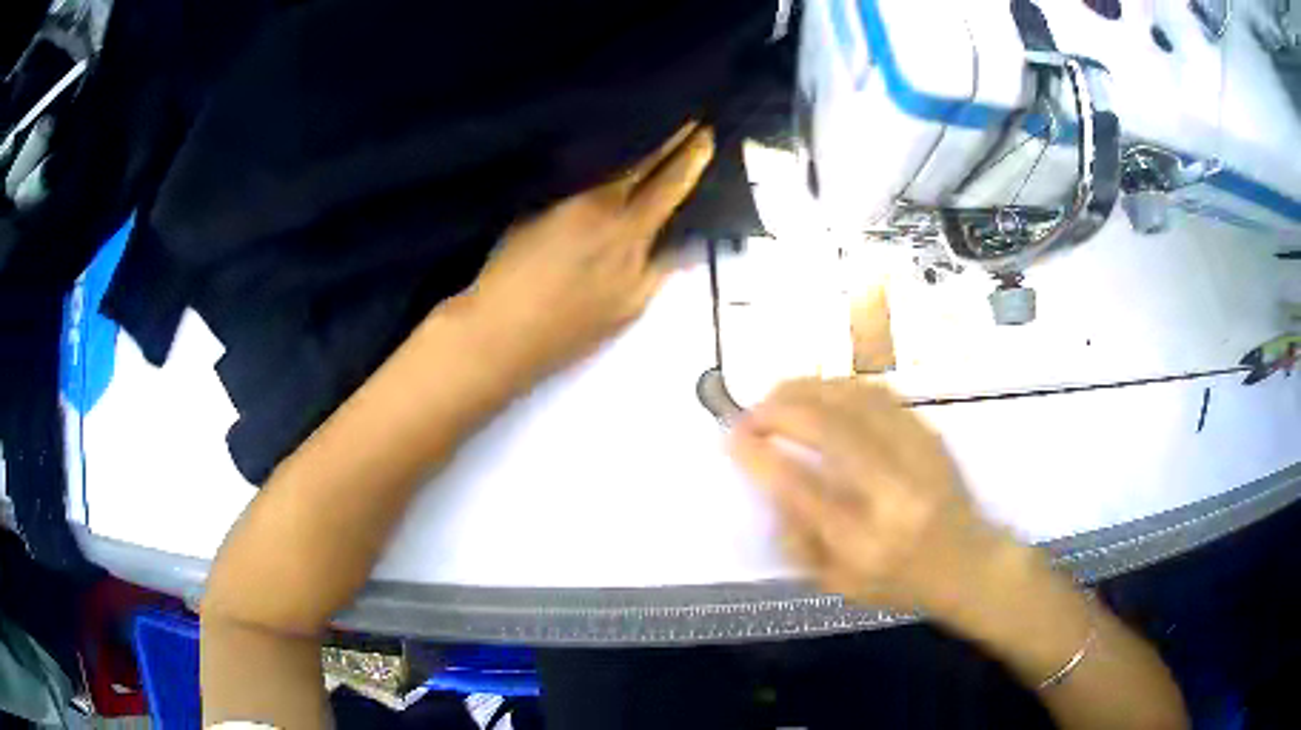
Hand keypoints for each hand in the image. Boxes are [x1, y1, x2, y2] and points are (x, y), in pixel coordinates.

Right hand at [463, 122, 713, 381]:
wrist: (500, 343)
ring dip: (675, 209)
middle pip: (674, 188)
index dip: (673, 137)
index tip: (690, 120)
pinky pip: (657, 269)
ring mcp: (640, 276)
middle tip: (706, 136)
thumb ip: (572, 193)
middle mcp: (630, 237)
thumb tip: (598, 176)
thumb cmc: (502, 273)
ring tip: (678, 190)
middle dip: (694, 157)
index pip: (647, 159)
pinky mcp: (637, 307)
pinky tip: (646, 245)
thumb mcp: (531, 215)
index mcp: (597, 206)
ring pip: (672, 232)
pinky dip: (655, 251)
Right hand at [729, 378, 1016, 619]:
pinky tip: (823, 393)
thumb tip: (771, 484)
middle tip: (752, 411)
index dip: (759, 455)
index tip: (732, 437)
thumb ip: (798, 541)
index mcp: (863, 541)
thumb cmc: (900, 583)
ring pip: (856, 400)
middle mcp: (892, 493)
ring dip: (809, 389)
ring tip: (780, 394)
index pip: (800, 487)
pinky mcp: (931, 435)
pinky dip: (842, 387)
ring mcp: (918, 457)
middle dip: (779, 409)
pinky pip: (881, 395)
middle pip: (829, 429)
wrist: (968, 563)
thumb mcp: (838, 585)